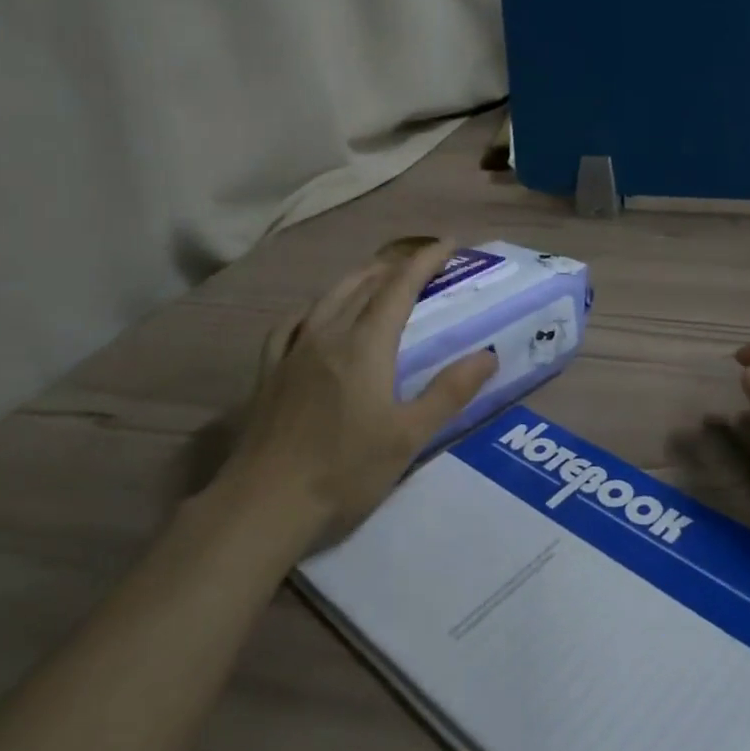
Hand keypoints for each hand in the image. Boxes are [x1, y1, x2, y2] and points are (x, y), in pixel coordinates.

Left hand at [222, 241, 497, 553]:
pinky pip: (293, 323)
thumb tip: (488, 355)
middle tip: (422, 262)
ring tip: (378, 276)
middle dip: (395, 265)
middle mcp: (328, 335)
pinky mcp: (269, 372)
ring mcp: (293, 352)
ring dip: (359, 278)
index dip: (425, 260)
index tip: (449, 243)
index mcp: (365, 345)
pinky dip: (315, 307)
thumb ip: (449, 392)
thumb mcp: (409, 436)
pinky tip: (316, 315)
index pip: (399, 287)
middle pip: (363, 283)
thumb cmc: (343, 472)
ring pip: (329, 297)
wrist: (262, 507)